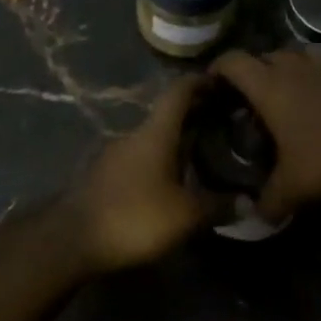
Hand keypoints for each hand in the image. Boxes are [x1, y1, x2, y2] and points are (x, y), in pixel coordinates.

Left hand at [68, 74, 213, 271]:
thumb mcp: (185, 216)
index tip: (221, 80)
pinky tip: (173, 180)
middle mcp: (134, 135)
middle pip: (167, 115)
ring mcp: (115, 154)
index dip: (200, 82)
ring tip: (203, 153)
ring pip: (152, 138)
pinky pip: (140, 158)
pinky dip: (160, 160)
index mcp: (155, 133)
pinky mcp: (104, 175)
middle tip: (224, 121)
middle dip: (195, 114)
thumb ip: (218, 206)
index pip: (179, 92)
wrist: (72, 239)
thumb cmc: (134, 217)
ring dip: (176, 140)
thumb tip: (248, 203)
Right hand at [210, 48, 320, 219]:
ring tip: (285, 87)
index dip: (218, 69)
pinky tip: (320, 91)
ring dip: (285, 65)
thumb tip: (252, 217)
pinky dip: (315, 71)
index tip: (212, 84)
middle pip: (263, 55)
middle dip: (252, 71)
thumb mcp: (293, 188)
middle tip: (249, 96)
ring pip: (294, 52)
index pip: (232, 62)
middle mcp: (291, 67)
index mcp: (267, 87)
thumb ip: (267, 202)